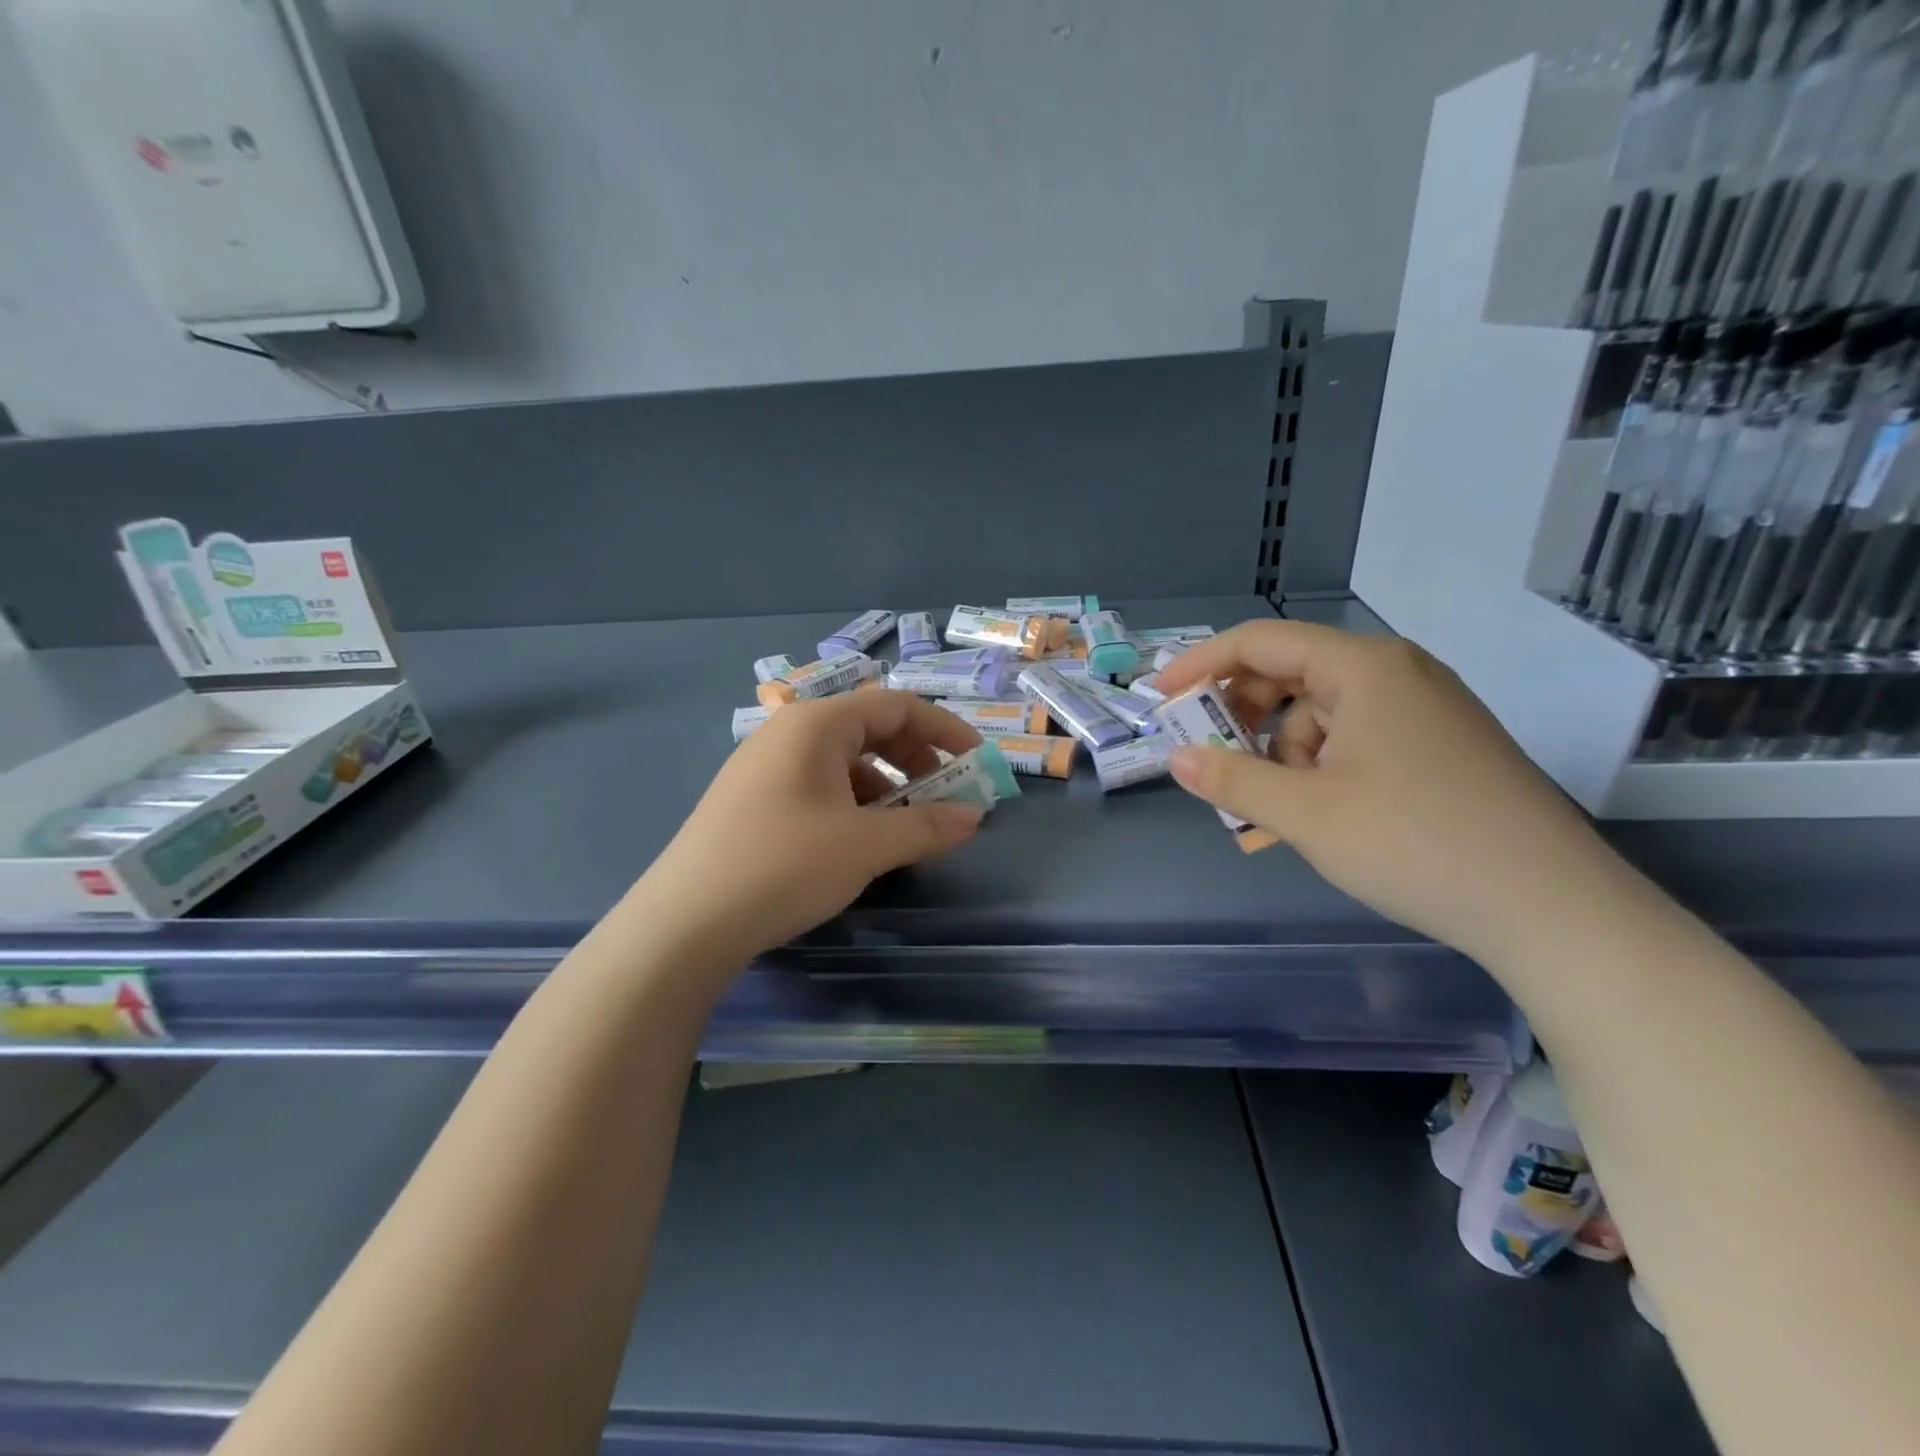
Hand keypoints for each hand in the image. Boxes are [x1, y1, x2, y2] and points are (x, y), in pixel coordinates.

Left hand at [629, 690, 984, 969]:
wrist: (684, 923)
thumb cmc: (784, 865)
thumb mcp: (866, 846)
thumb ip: (926, 826)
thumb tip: (973, 816)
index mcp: (816, 724)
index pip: (896, 705)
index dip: (944, 729)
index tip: (977, 762)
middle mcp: (789, 733)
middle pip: (870, 729)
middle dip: (917, 760)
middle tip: (945, 799)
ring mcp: (765, 767)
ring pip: (845, 762)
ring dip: (887, 788)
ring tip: (907, 829)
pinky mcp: (753, 801)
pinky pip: (819, 787)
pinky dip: (854, 805)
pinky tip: (861, 843)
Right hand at [1154, 621, 1611, 963]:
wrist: (1554, 910)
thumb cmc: (1416, 844)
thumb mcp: (1306, 813)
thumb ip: (1231, 779)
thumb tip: (1177, 759)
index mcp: (1363, 668)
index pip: (1259, 641)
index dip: (1199, 665)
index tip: (1159, 700)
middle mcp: (1395, 674)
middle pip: (1290, 674)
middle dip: (1240, 718)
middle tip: (1209, 760)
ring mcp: (1423, 711)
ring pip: (1320, 715)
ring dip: (1279, 755)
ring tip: (1267, 813)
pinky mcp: (1438, 748)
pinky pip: (1354, 742)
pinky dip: (1318, 771)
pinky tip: (1311, 817)